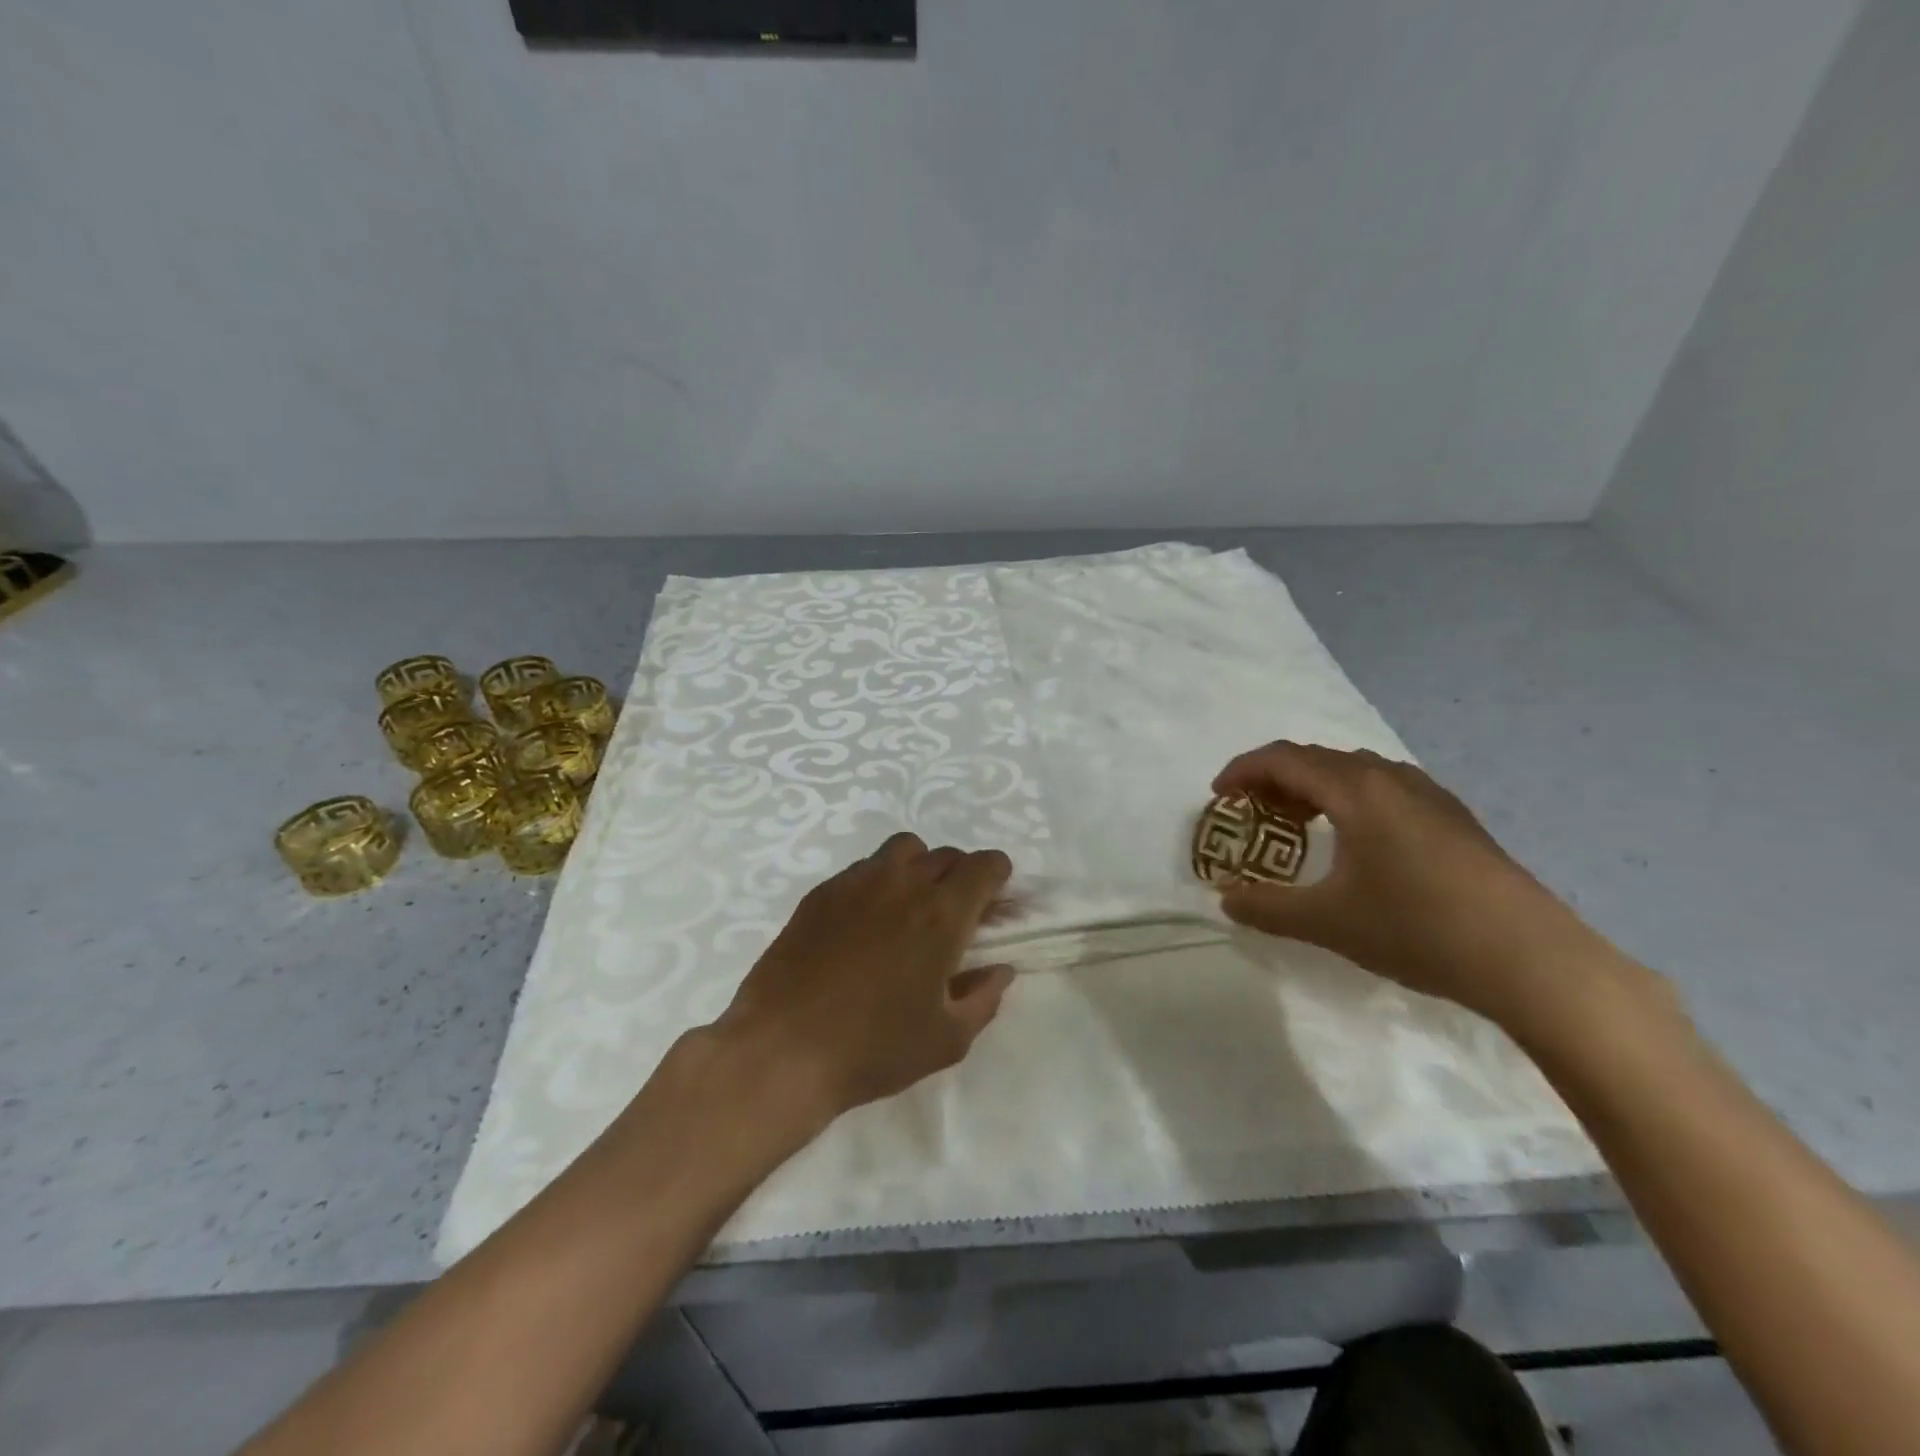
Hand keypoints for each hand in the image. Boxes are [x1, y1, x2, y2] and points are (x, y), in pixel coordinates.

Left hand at [710, 833, 1015, 1124]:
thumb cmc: (873, 1048)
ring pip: (904, 849)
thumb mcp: (946, 1040)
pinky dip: (879, 881)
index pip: (984, 865)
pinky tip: (866, 922)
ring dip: (920, 867)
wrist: (782, 1050)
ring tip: (911, 907)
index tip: (995, 902)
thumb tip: (1000, 969)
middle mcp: (902, 884)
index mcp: (941, 915)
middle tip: (956, 915)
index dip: (998, 876)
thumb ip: (984, 998)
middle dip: (962, 877)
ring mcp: (857, 882)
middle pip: (947, 855)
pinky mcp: (821, 893)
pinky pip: (864, 867)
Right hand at [1212, 742, 1619, 1028]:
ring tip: (1297, 823)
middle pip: (1316, 758)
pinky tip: (1355, 839)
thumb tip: (1227, 900)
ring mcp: (1429, 795)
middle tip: (1251, 811)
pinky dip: (1349, 797)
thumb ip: (1267, 907)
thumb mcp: (1328, 922)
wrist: (1531, 959)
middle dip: (1274, 777)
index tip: (1218, 796)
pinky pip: (1384, 787)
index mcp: (1356, 791)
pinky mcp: (1454, 817)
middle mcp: (1391, 778)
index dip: (1242, 770)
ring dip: (1313, 786)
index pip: (1283, 758)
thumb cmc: (1418, 929)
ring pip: (1353, 770)